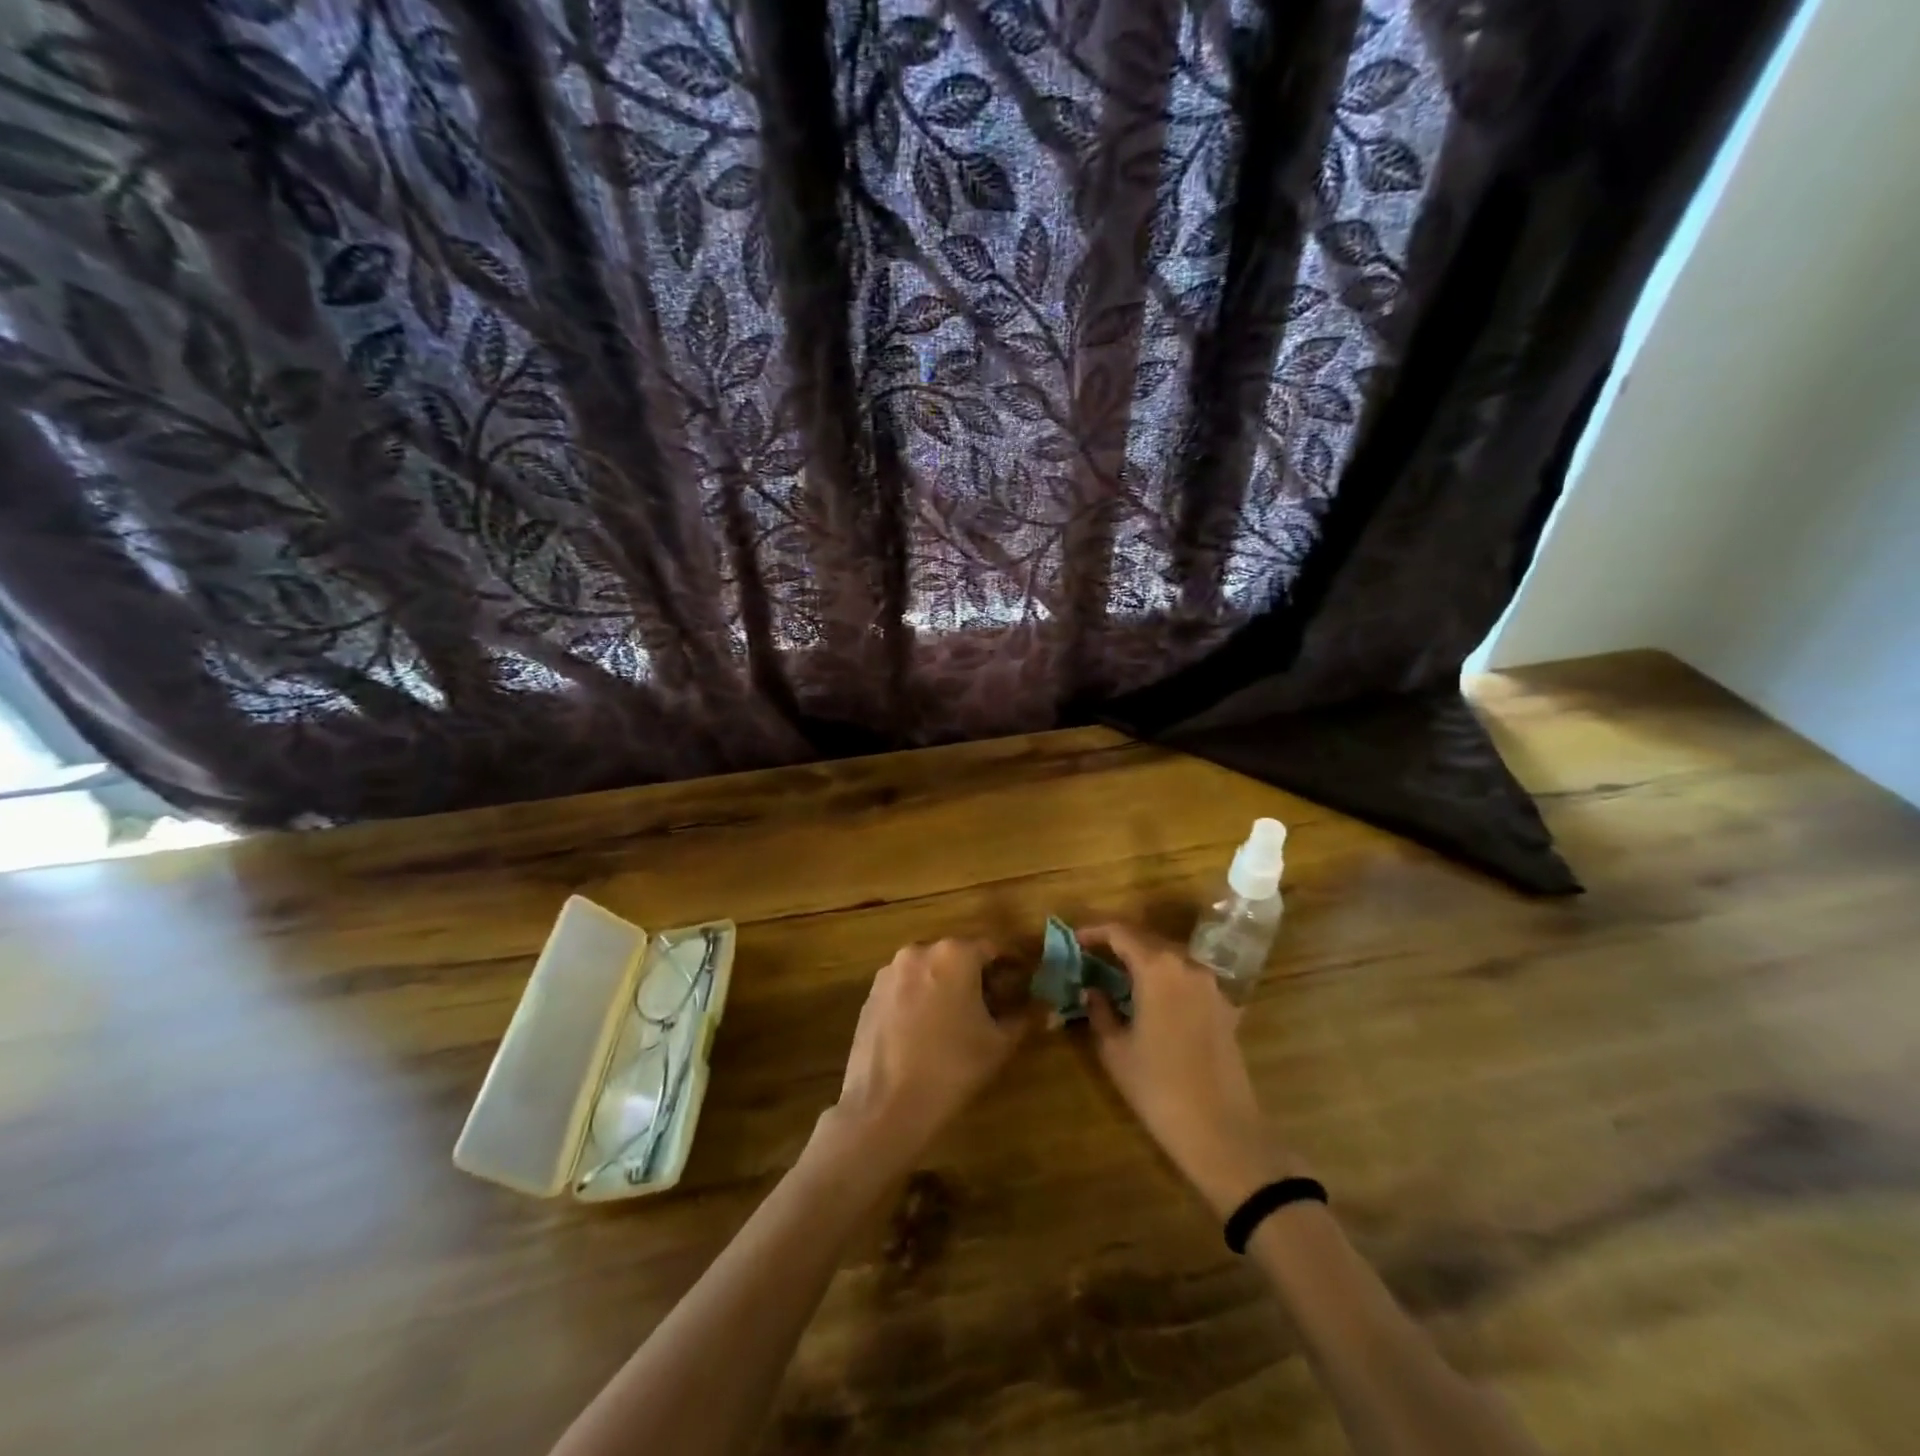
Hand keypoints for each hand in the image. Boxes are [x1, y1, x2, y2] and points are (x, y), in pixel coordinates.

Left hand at [824, 938, 1031, 1167]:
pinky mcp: (871, 994)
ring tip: (961, 1019)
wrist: (886, 1106)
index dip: (1012, 965)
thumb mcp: (998, 1043)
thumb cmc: (952, 1068)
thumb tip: (1048, 1008)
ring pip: (930, 970)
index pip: (993, 948)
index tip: (1024, 982)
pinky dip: (921, 998)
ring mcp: (890, 972)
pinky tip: (928, 1030)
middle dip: (978, 975)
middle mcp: (919, 951)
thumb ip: (1025, 1017)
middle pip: (958, 955)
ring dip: (947, 985)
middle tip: (995, 1004)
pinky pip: (906, 987)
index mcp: (954, 954)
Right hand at [1079, 923, 1302, 1215]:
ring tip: (1118, 978)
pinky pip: (1188, 980)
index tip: (1074, 939)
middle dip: (1118, 945)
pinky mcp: (1225, 1007)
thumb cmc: (1158, 1088)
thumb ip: (1099, 1011)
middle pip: (1148, 940)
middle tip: (1092, 958)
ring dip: (1143, 961)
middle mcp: (1188, 965)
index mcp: (1157, 968)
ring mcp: (1211, 986)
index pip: (1120, 932)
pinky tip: (1151, 1002)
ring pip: (1170, 959)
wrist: (1222, 1132)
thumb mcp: (1115, 1050)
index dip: (1094, 932)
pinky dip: (1166, 980)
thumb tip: (1091, 989)